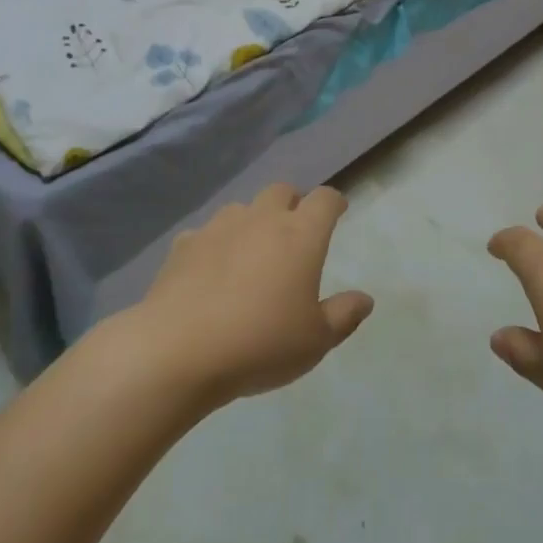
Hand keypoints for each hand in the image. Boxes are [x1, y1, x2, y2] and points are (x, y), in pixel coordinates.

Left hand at [134, 183, 371, 406]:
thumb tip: (365, 299)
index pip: (324, 199)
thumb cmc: (260, 344)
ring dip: (253, 221)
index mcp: (300, 236)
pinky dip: (215, 244)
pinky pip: (206, 233)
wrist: (178, 351)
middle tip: (295, 231)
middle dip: (292, 203)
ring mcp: (219, 228)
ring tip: (252, 251)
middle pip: (281, 191)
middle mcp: (261, 220)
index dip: (334, 201)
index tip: (338, 210)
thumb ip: (343, 316)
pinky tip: (211, 270)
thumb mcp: (315, 341)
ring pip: (242, 208)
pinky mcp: (184, 245)